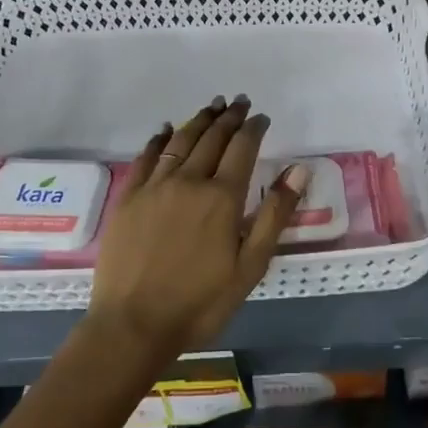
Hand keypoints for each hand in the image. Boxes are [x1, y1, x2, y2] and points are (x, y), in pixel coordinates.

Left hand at [86, 96, 307, 367]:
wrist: (133, 326)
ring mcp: (154, 186)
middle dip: (229, 117)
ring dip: (198, 120)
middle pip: (212, 138)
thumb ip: (274, 215)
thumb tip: (298, 170)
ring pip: (180, 140)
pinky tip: (165, 130)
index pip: (242, 148)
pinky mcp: (128, 198)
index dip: (253, 128)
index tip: (261, 116)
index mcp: (222, 197)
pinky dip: (159, 139)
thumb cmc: (200, 303)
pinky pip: (146, 157)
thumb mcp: (250, 266)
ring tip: (211, 106)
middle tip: (239, 102)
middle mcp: (189, 181)